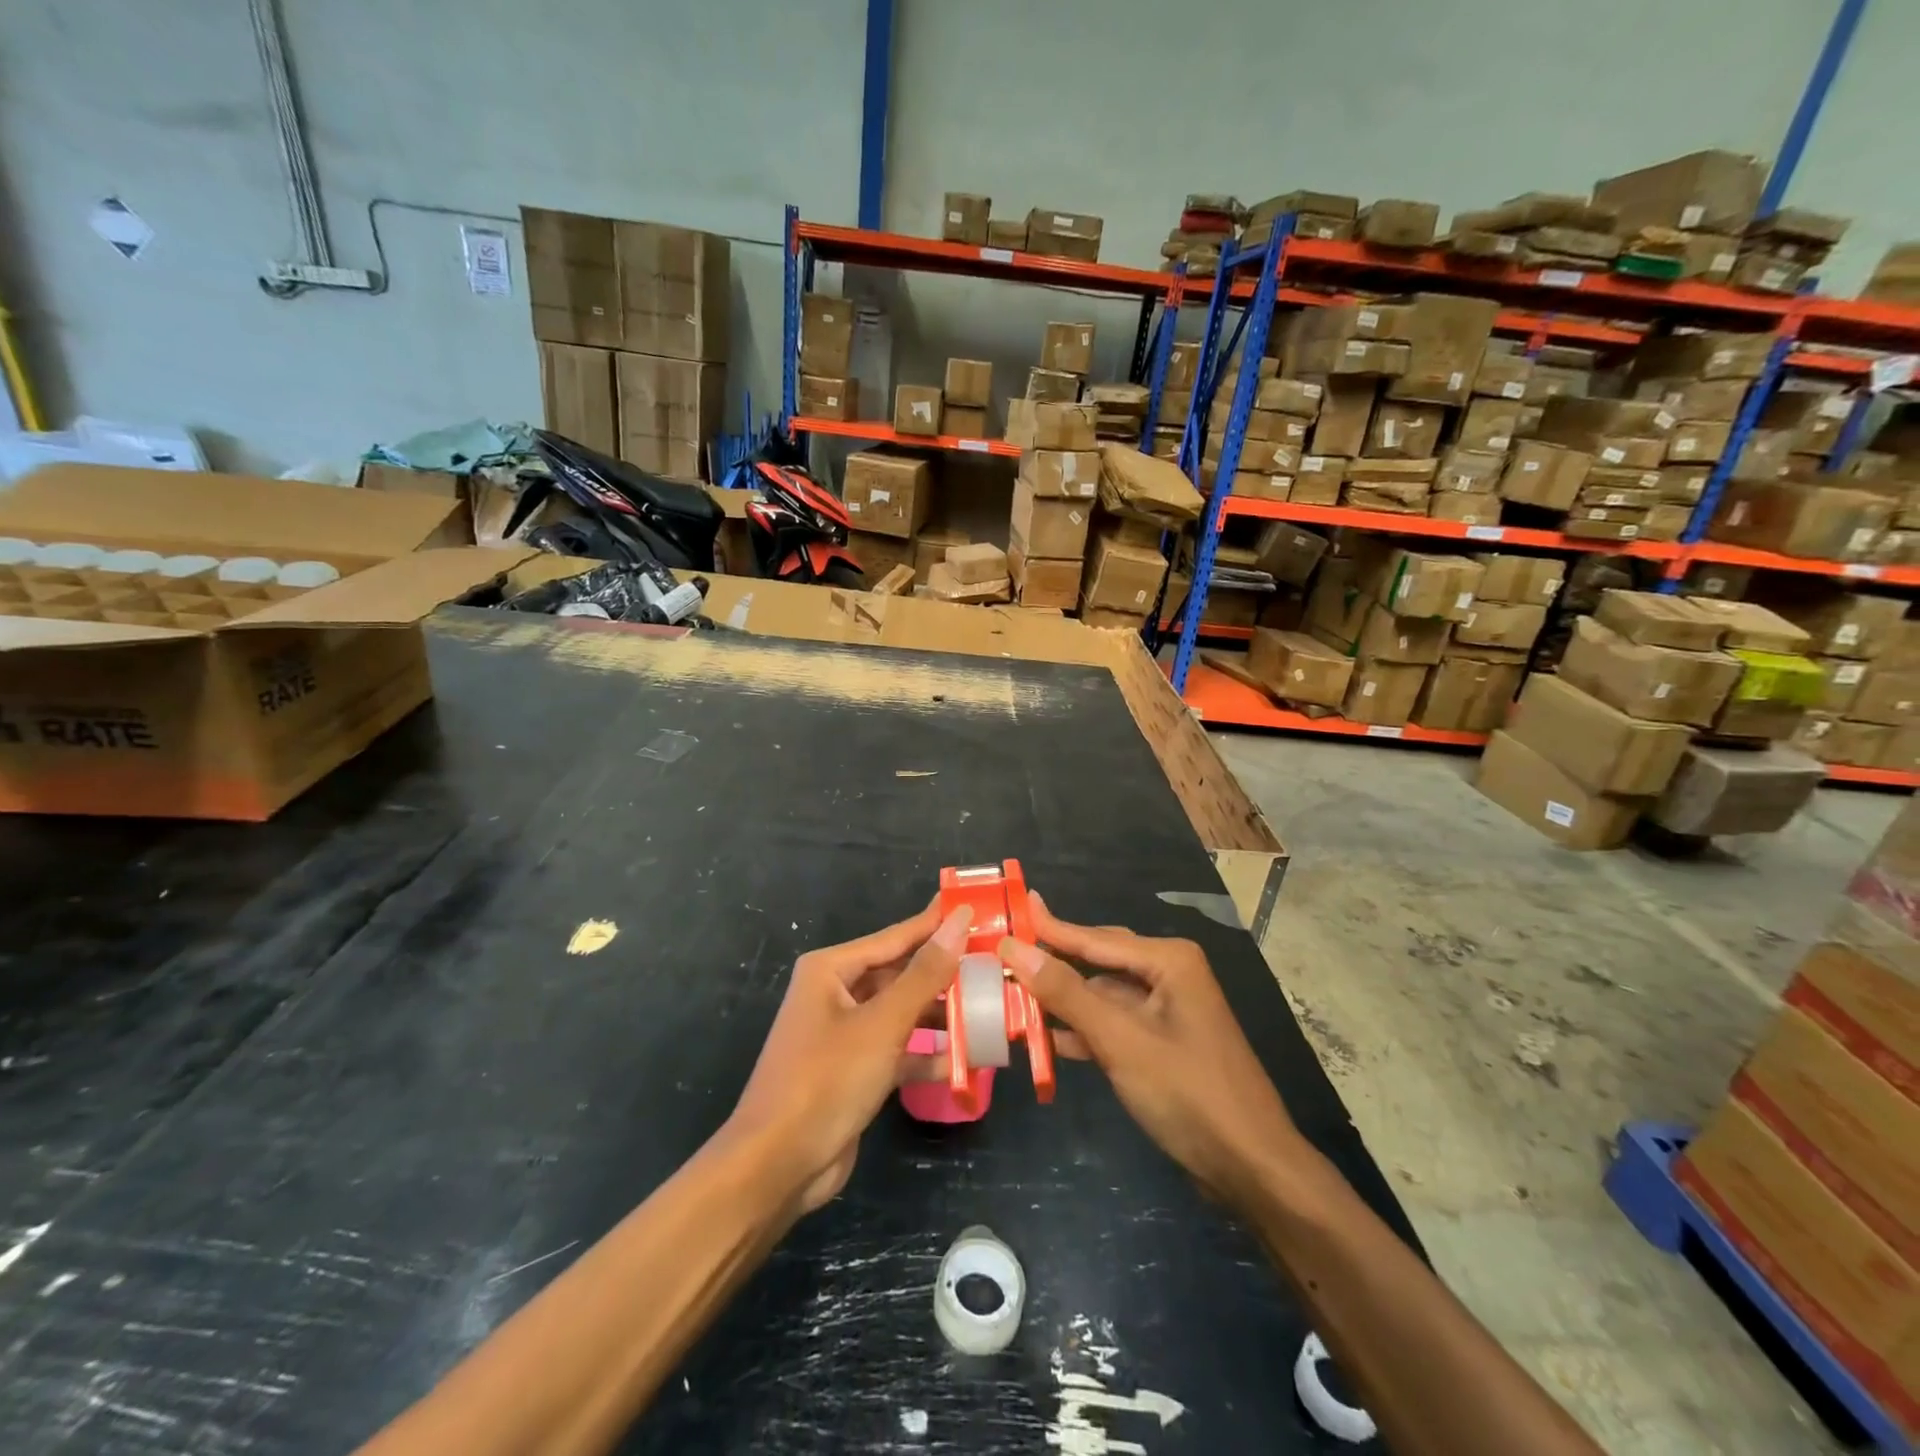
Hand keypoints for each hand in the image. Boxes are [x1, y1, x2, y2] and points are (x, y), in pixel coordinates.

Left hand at [724, 904, 970, 1214]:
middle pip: (900, 974)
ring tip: (989, 1007)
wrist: (777, 1166)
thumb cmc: (826, 1079)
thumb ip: (924, 974)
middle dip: (943, 973)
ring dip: (939, 1014)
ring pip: (902, 1012)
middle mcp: (836, 994)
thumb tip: (958, 921)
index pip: (895, 937)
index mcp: (831, 970)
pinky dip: (926, 1053)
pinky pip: (897, 1049)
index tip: (977, 909)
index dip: (936, 923)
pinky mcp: (854, 1070)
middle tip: (993, 962)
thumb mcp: (882, 1023)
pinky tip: (965, 1059)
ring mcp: (845, 1034)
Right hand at [999, 893, 1300, 1207]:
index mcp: (1167, 960)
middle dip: (1053, 965)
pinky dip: (1083, 1031)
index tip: (1014, 907)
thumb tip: (1015, 947)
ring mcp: (1167, 1012)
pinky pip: (1113, 1025)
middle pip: (1097, 962)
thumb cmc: (1188, 1092)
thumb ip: (1066, 992)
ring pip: (1102, 996)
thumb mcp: (1120, 1039)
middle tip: (1005, 956)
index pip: (1093, 937)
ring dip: (1063, 1003)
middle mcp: (1168, 975)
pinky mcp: (1163, 1045)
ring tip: (1014, 998)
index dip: (1049, 927)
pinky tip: (1049, 1039)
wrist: (1252, 1168)